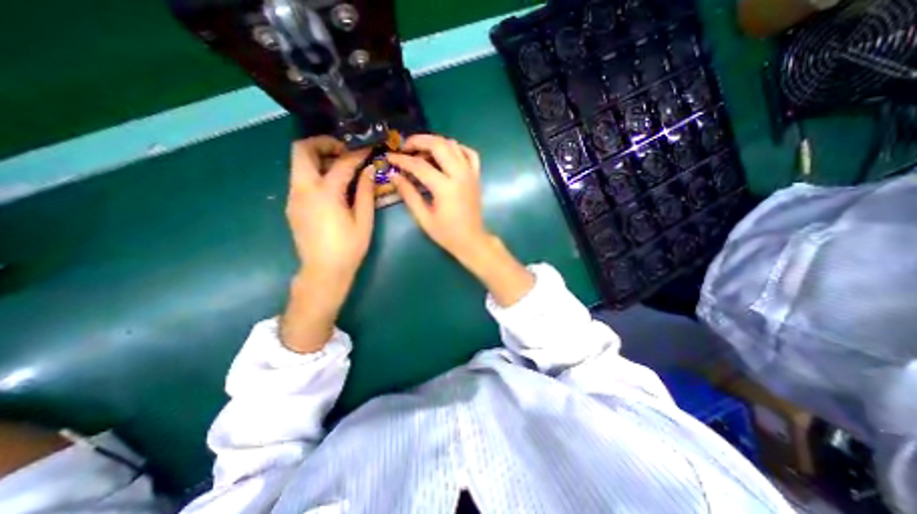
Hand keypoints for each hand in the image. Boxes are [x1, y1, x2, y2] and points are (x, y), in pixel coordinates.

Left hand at [286, 136, 371, 284]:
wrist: (323, 271)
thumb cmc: (348, 248)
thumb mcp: (363, 221)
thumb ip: (366, 192)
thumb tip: (369, 170)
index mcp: (325, 193)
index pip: (342, 163)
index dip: (357, 153)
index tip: (368, 148)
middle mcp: (303, 189)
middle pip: (302, 150)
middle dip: (323, 143)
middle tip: (344, 151)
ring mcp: (294, 196)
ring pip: (298, 163)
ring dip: (319, 158)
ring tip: (341, 167)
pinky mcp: (292, 205)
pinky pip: (301, 179)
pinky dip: (315, 173)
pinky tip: (332, 186)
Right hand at [388, 134, 538, 306]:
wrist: (472, 240)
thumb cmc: (447, 234)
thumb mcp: (424, 218)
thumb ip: (409, 194)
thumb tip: (394, 175)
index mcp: (445, 188)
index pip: (420, 166)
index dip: (402, 160)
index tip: (389, 157)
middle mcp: (460, 175)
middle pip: (439, 145)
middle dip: (419, 141)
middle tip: (405, 147)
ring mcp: (470, 174)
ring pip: (454, 145)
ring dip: (435, 143)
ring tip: (421, 152)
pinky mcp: (476, 176)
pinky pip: (469, 153)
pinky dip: (457, 149)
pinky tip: (446, 155)